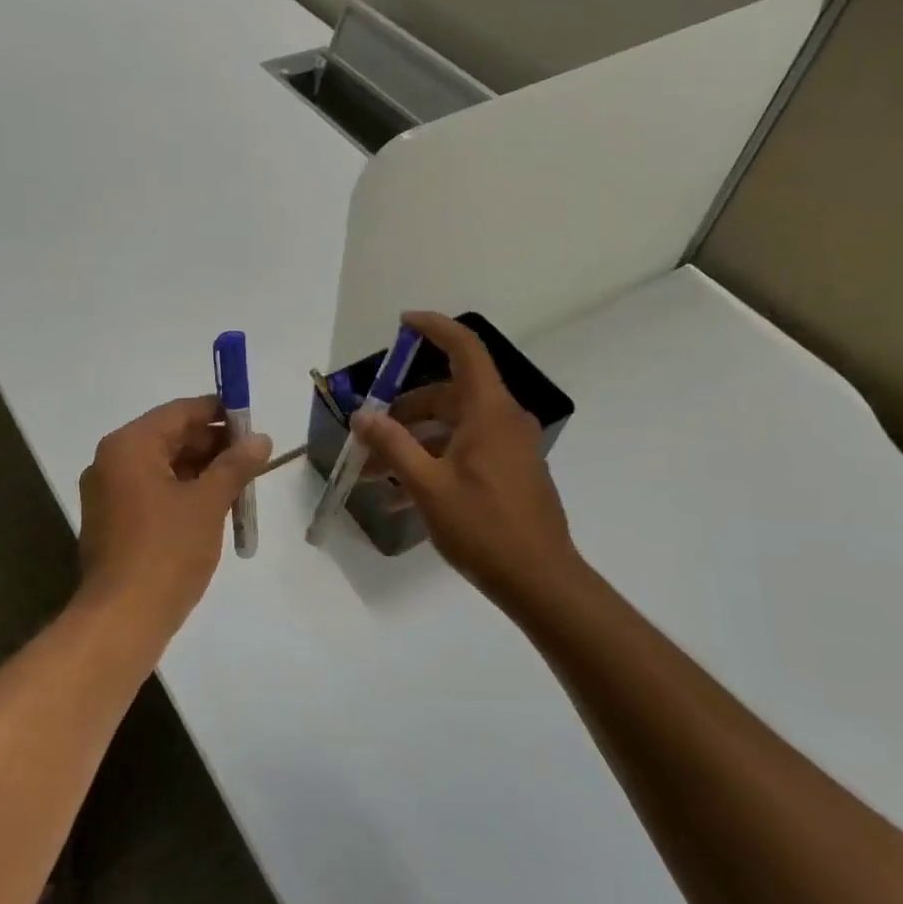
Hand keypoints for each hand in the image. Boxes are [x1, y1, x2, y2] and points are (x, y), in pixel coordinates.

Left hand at [77, 396, 271, 630]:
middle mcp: (112, 461)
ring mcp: (108, 493)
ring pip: (165, 467)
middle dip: (214, 446)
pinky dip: (184, 493)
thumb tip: (261, 439)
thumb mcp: (209, 503)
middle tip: (254, 458)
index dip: (220, 414)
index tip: (254, 424)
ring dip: (203, 472)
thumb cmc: (167, 551)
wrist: (123, 618)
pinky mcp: (113, 521)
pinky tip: (216, 507)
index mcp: (129, 446)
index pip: (180, 412)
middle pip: (171, 438)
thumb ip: (235, 465)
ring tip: (242, 485)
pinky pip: (154, 492)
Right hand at [353, 313, 583, 608]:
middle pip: (447, 394)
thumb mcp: (428, 486)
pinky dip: (432, 462)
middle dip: (403, 411)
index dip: (434, 328)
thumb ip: (393, 446)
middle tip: (368, 434)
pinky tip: (400, 497)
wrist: (540, 580)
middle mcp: (502, 419)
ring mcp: (508, 447)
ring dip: (412, 444)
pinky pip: (463, 451)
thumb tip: (362, 416)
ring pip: (451, 427)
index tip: (403, 323)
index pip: (465, 349)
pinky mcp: (508, 471)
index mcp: (488, 411)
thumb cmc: (483, 527)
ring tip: (373, 475)